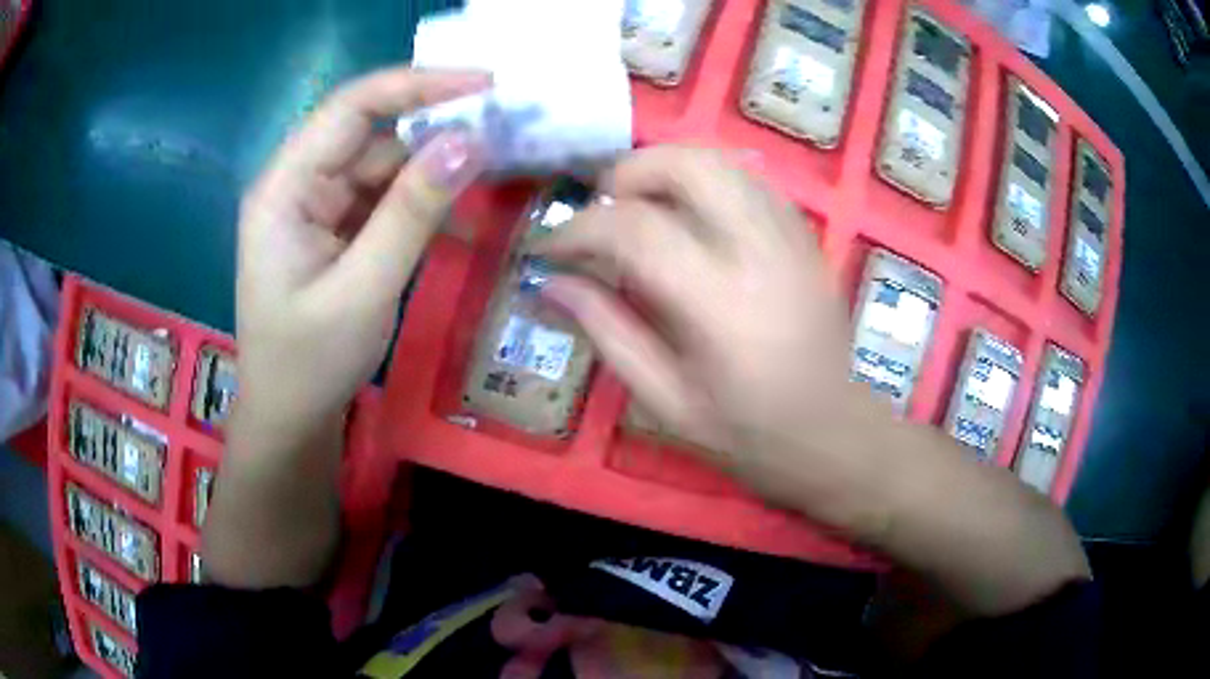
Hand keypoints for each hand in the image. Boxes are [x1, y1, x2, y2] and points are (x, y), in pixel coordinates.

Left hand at [235, 68, 487, 431]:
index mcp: (284, 188)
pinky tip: (459, 208)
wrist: (291, 418)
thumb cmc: (310, 363)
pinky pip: (383, 196)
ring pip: (382, 163)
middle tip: (504, 122)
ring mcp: (317, 206)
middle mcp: (298, 183)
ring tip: (495, 160)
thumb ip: (411, 211)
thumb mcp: (363, 289)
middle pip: (369, 130)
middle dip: (433, 122)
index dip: (416, 86)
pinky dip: (421, 198)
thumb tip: (469, 141)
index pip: (349, 108)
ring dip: (433, 163)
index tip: (485, 84)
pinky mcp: (336, 228)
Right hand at [535, 147, 864, 508]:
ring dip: (667, 171)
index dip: (580, 229)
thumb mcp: (663, 399)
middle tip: (603, 211)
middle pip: (687, 166)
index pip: (635, 229)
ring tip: (641, 209)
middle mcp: (758, 251)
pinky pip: (748, 180)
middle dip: (630, 174)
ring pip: (721, 162)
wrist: (828, 432)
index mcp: (718, 302)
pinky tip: (691, 217)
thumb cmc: (743, 431)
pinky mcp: (804, 235)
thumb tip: (552, 283)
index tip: (552, 248)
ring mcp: (789, 236)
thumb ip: (606, 331)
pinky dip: (707, 182)